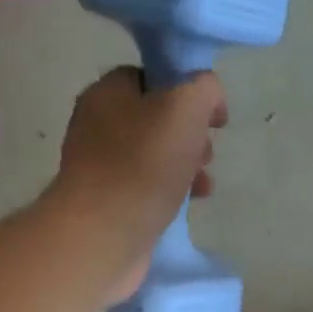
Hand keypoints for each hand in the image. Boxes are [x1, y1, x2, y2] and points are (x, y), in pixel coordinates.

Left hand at [47, 67, 227, 300]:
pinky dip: (173, 190)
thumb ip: (203, 88)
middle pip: (157, 118)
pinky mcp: (110, 200)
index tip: (213, 116)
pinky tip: (189, 204)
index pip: (152, 77)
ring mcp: (102, 165)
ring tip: (204, 185)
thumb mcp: (184, 108)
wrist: (103, 234)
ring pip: (157, 154)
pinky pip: (149, 185)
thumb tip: (210, 95)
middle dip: (191, 134)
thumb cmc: (143, 165)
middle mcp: (99, 124)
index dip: (189, 90)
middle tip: (206, 153)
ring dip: (188, 165)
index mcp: (108, 93)